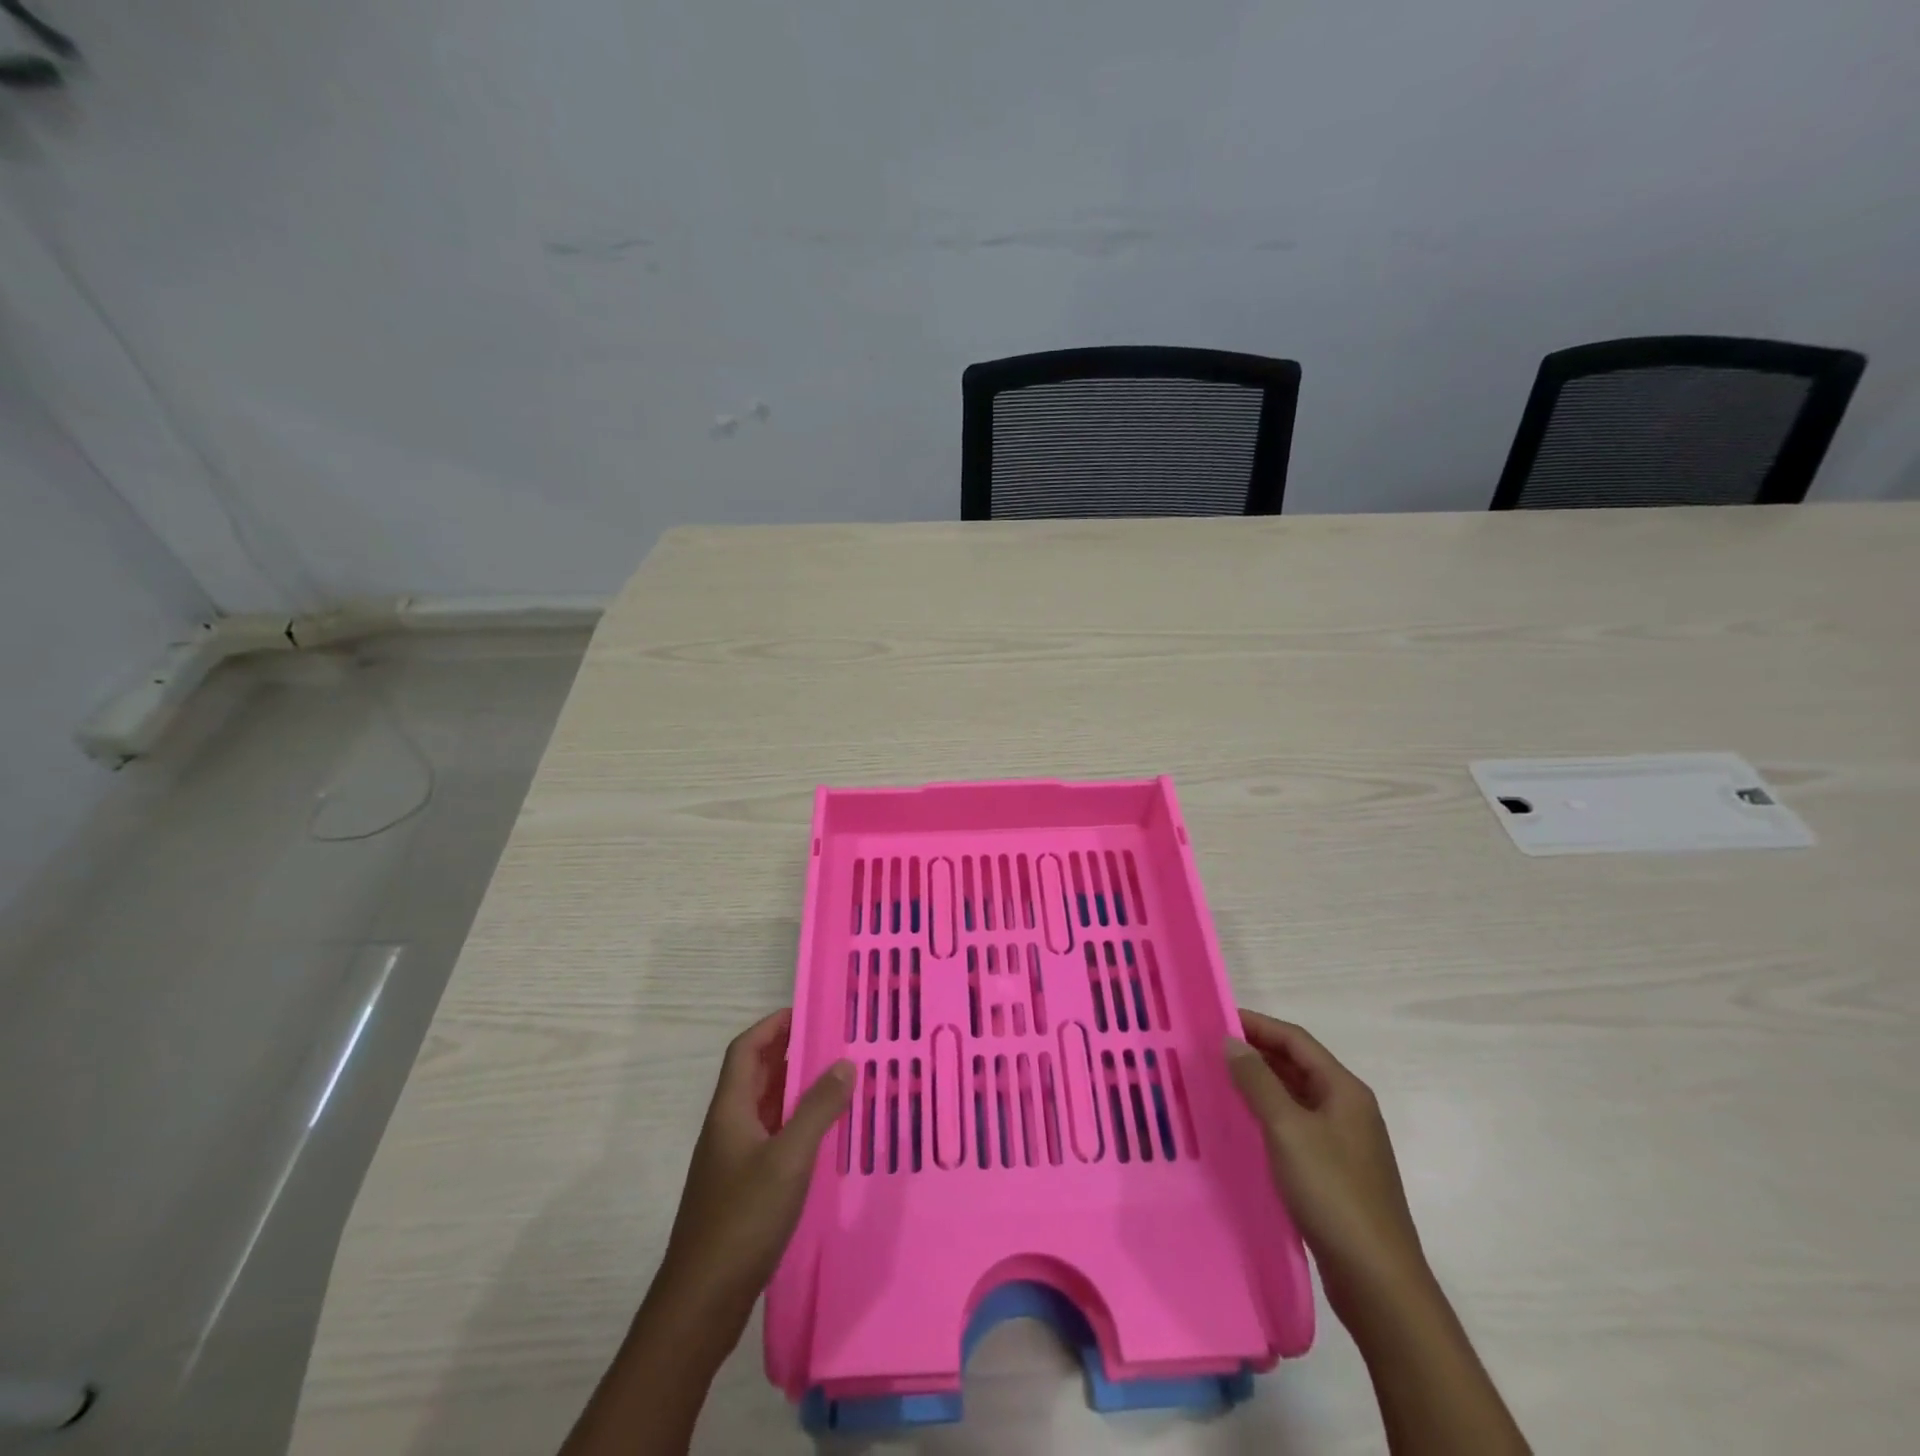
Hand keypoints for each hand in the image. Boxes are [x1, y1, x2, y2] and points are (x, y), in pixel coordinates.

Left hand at [655, 1010, 851, 1333]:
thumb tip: (844, 1062)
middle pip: (756, 1075)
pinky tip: (823, 1136)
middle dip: (790, 1052)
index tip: (809, 1010)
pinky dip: (796, 1124)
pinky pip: (772, 1137)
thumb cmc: (742, 1220)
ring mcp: (733, 1160)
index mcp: (730, 1110)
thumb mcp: (788, 1159)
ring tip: (837, 1079)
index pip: (746, 1049)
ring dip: (795, 1088)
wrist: (700, 1303)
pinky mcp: (742, 1188)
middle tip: (834, 1041)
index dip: (773, 1025)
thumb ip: (817, 1109)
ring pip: (766, 1107)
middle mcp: (728, 1127)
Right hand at [1225, 1010, 1428, 1315]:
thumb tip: (1231, 1041)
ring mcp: (1344, 1142)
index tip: (1216, 1019)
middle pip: (1297, 1065)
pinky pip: (1295, 1127)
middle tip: (1210, 1050)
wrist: (1378, 1281)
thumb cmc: (1333, 1192)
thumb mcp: (1288, 1129)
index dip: (1257, 1025)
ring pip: (1295, 1097)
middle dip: (1255, 1052)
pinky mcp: (1335, 1172)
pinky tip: (1242, 1126)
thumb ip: (1258, 1081)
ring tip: (1218, 1081)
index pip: (1296, 1040)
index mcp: (1344, 1090)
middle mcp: (1348, 1109)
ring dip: (1260, 1084)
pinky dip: (1268, 1116)